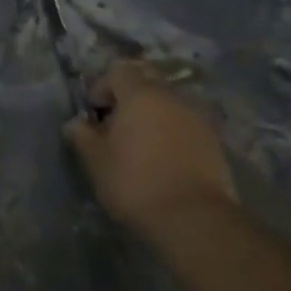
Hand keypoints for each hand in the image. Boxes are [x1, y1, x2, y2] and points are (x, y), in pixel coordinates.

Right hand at [64, 61, 235, 235]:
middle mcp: (173, 98)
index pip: (119, 72)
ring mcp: (199, 120)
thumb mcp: (95, 159)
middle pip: (146, 86)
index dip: (102, 87)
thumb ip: (82, 135)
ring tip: (139, 148)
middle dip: (128, 102)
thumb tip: (76, 123)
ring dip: (151, 119)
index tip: (94, 113)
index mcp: (141, 95)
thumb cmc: (134, 181)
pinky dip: (171, 136)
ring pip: (168, 107)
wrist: (193, 218)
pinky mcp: (215, 143)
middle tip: (114, 130)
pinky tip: (162, 162)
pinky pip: (185, 127)